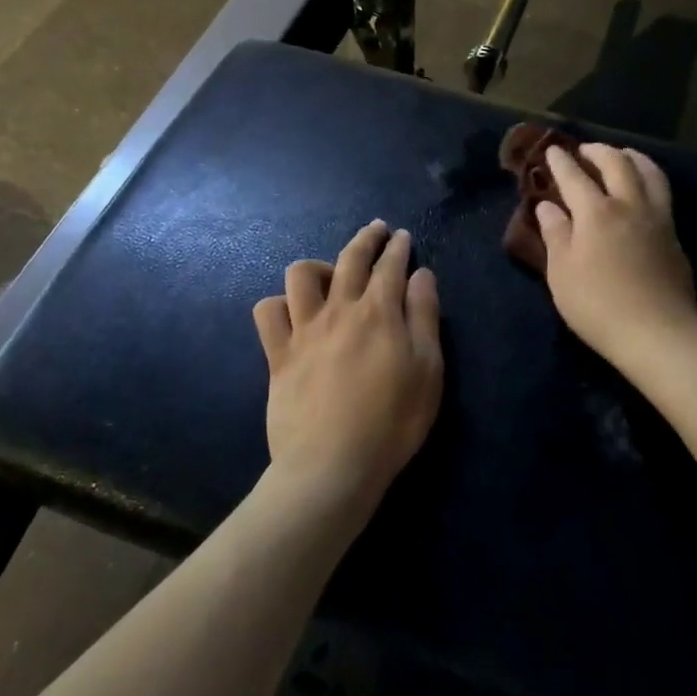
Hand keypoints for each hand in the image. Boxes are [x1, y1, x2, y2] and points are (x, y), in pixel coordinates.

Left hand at [253, 222, 442, 515]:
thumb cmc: (392, 422)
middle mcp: (339, 310)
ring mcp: (304, 330)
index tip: (401, 235)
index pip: (390, 265)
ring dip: (319, 266)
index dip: (398, 247)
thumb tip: (421, 275)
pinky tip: (292, 312)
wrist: (332, 465)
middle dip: (366, 238)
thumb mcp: (428, 370)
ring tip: (330, 274)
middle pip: (350, 258)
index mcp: (379, 312)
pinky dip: (279, 304)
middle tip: (376, 230)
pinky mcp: (278, 354)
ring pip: (301, 274)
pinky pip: (267, 312)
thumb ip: (424, 317)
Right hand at [538, 145, 696, 371]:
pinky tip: (642, 189)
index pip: (574, 176)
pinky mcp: (674, 235)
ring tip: (621, 156)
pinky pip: (662, 192)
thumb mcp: (562, 273)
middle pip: (617, 163)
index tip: (551, 150)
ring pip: (649, 172)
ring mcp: (658, 218)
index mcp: (596, 212)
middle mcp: (629, 205)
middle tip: (585, 150)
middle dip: (598, 151)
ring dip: (631, 157)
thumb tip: (548, 206)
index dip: (561, 161)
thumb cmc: (598, 305)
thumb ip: (555, 234)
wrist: (658, 332)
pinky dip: (648, 178)